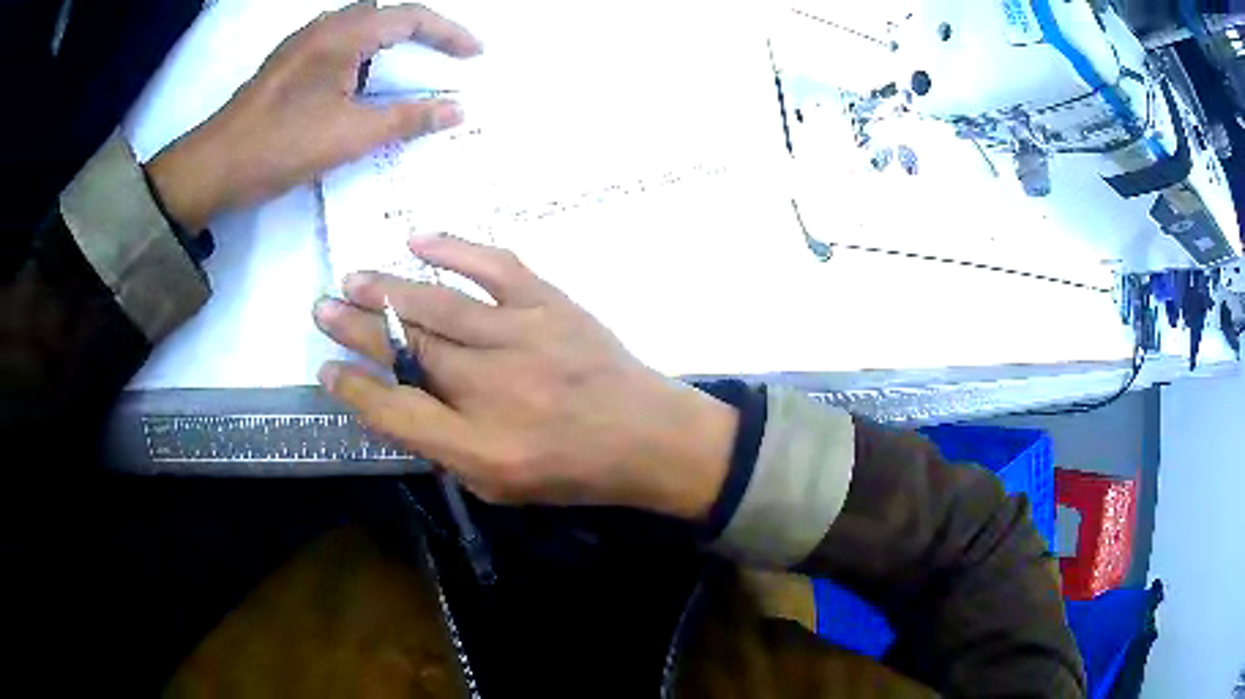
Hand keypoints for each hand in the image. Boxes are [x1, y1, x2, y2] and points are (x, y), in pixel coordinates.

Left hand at [145, 2, 480, 230]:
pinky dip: (362, 54)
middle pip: (385, 15)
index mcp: (344, 34)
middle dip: (420, 33)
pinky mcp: (287, 63)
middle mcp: (324, 27)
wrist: (213, 166)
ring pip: (359, 28)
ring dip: (389, 43)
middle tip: (442, 59)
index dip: (449, 33)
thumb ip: (406, 119)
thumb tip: (457, 110)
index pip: (411, 17)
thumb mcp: (350, 135)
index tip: (475, 54)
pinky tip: (361, 82)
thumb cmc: (280, 145)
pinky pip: (337, 44)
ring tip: (407, 70)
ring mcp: (302, 43)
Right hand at [312, 236, 738, 520]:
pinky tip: (418, 240)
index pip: (395, 412)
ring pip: (438, 306)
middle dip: (356, 326)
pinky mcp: (550, 304)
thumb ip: (444, 449)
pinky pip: (494, 266)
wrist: (647, 435)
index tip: (326, 369)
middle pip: (406, 349)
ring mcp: (522, 337)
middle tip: (321, 307)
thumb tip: (392, 405)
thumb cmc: (572, 469)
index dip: (354, 390)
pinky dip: (454, 249)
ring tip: (351, 279)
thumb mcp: (501, 485)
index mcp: (480, 446)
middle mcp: (493, 388)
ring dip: (387, 289)